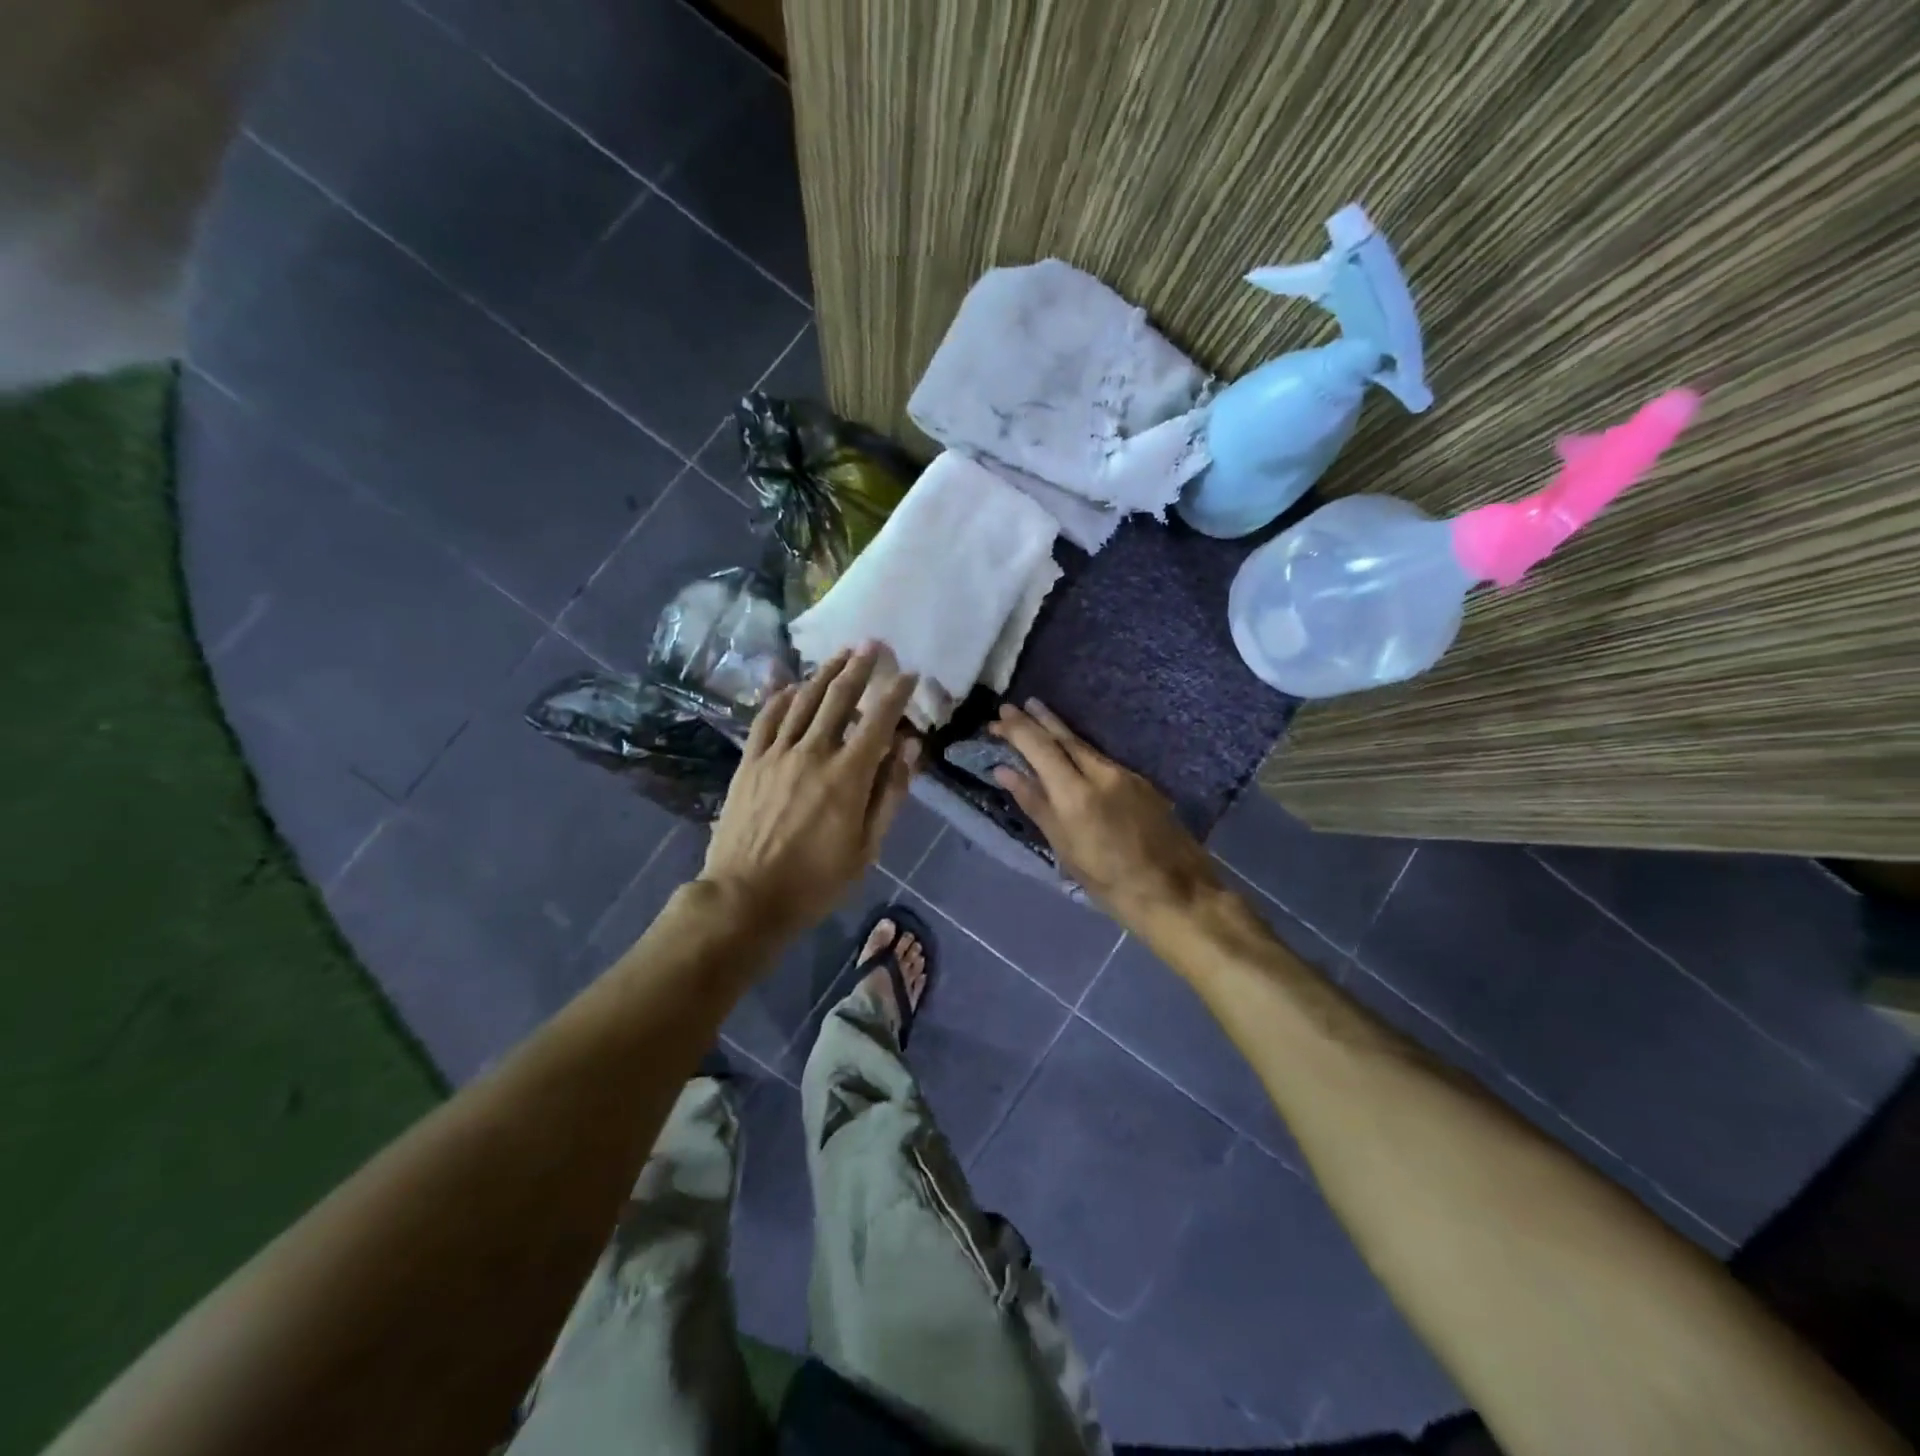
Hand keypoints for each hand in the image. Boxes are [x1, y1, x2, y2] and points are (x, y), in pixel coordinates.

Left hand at [703, 645, 920, 936]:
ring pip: (803, 700)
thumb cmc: (816, 880)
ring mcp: (777, 754)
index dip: (896, 693)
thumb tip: (909, 750)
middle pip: (839, 697)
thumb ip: (890, 794)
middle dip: (859, 667)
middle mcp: (813, 753)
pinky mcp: (750, 762)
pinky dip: (782, 697)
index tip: (909, 674)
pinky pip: (767, 718)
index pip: (879, 720)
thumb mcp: (868, 847)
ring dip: (824, 673)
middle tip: (873, 645)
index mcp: (849, 776)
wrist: (746, 897)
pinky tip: (792, 686)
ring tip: (840, 654)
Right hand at [990, 700, 1221, 930]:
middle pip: (1064, 738)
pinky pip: (1102, 758)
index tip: (998, 717)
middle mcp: (1101, 773)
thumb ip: (1036, 804)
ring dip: (1058, 730)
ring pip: (1084, 746)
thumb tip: (1005, 772)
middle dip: (1036, 720)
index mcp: (1076, 793)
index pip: (1040, 748)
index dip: (1017, 730)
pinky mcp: (1141, 783)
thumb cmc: (1109, 882)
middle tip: (1012, 706)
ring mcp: (1125, 775)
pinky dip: (1080, 749)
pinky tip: (1072, 751)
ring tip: (1036, 715)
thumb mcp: (1065, 848)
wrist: (1176, 892)